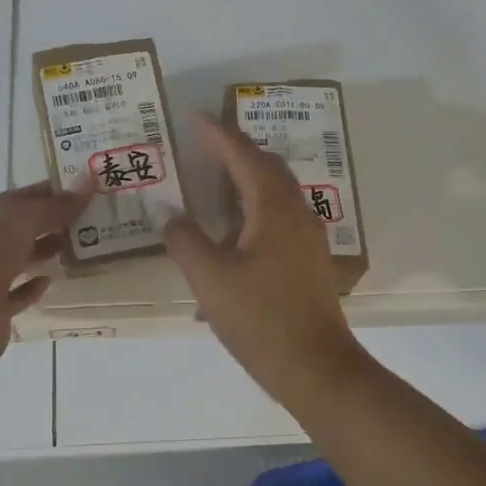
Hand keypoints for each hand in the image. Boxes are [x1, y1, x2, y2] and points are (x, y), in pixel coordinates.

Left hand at [0, 181, 92, 368]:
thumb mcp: (21, 219)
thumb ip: (55, 206)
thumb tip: (88, 183)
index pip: (19, 198)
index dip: (51, 193)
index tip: (86, 191)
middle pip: (20, 228)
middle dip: (53, 222)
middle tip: (93, 219)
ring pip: (20, 259)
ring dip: (46, 251)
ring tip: (82, 247)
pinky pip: (17, 293)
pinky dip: (34, 287)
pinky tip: (53, 280)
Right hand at [164, 116, 371, 405]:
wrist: (316, 367)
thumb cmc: (261, 320)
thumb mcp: (210, 280)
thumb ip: (185, 241)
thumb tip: (170, 215)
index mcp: (274, 210)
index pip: (244, 157)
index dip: (219, 135)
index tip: (196, 117)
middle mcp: (297, 213)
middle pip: (267, 166)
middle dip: (237, 150)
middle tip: (205, 143)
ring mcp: (308, 237)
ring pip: (277, 190)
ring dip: (248, 176)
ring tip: (216, 177)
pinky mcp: (309, 258)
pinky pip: (280, 213)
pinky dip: (255, 203)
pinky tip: (235, 225)